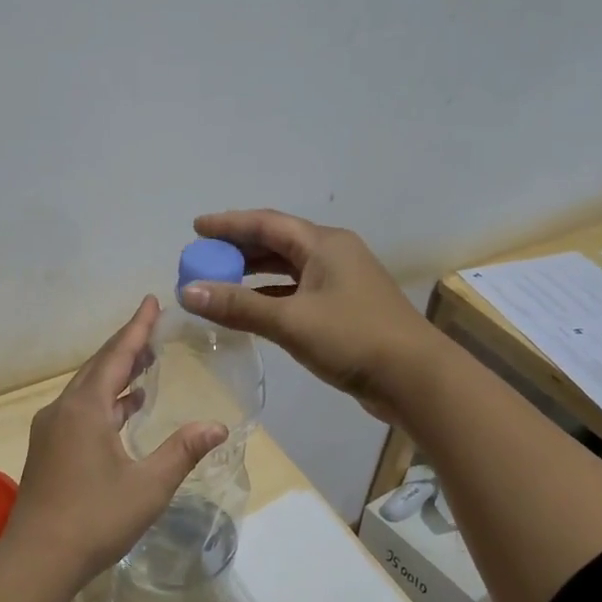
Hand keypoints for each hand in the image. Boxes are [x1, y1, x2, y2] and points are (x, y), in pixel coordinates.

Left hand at [4, 297, 226, 578]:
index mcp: (86, 408)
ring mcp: (51, 430)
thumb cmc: (95, 518)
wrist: (36, 559)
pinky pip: (80, 409)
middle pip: (98, 367)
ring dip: (115, 375)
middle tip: (153, 329)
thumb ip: (183, 451)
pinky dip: (105, 401)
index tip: (151, 301)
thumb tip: (218, 426)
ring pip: (87, 389)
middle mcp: (64, 410)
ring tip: (144, 365)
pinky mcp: (47, 450)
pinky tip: (123, 410)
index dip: (137, 327)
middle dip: (127, 347)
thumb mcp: (149, 486)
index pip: (116, 355)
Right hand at [179, 209, 437, 420]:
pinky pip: (298, 291)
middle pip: (277, 242)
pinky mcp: (345, 308)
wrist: (415, 378)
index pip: (266, 223)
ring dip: (254, 273)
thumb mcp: (290, 321)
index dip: (229, 224)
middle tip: (203, 258)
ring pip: (288, 268)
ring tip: (219, 281)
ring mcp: (342, 281)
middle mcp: (333, 254)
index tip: (196, 228)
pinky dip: (271, 296)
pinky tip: (252, 309)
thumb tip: (187, 292)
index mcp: (324, 244)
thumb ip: (238, 306)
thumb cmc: (353, 339)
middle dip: (238, 248)